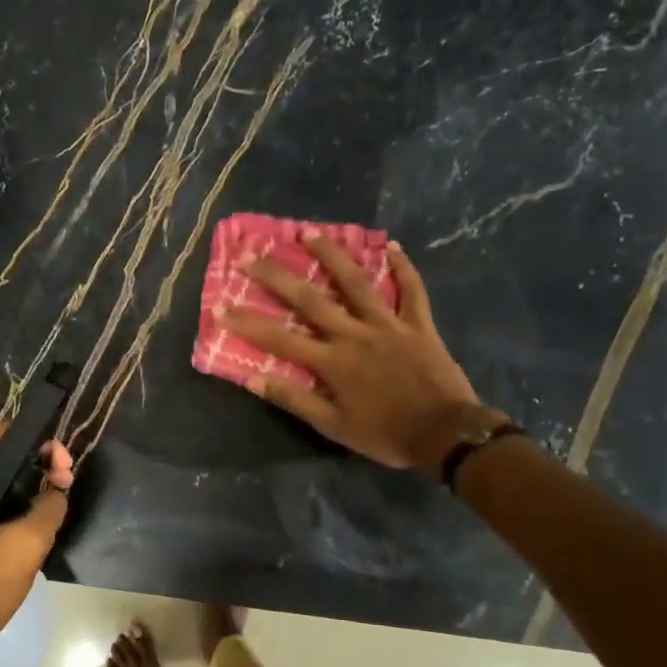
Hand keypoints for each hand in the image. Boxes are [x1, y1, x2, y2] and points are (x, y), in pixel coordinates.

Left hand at [0, 425, 72, 665]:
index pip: (2, 437)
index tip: (65, 469)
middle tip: (63, 488)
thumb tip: (57, 491)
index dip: (40, 446)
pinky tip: (24, 525)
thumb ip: (49, 508)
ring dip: (19, 490)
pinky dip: (1, 508)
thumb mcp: (25, 546)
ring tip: (50, 507)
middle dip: (32, 469)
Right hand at [218, 234, 484, 471]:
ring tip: (309, 232)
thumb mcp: (333, 426)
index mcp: (331, 362)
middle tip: (250, 255)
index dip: (247, 323)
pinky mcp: (418, 324)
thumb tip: (253, 380)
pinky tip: (392, 245)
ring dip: (331, 255)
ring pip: (356, 283)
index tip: (220, 306)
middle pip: (309, 300)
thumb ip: (294, 400)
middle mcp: (354, 334)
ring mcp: (388, 324)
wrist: (445, 434)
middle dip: (276, 277)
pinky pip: (411, 290)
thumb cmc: (385, 434)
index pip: (279, 339)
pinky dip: (403, 267)